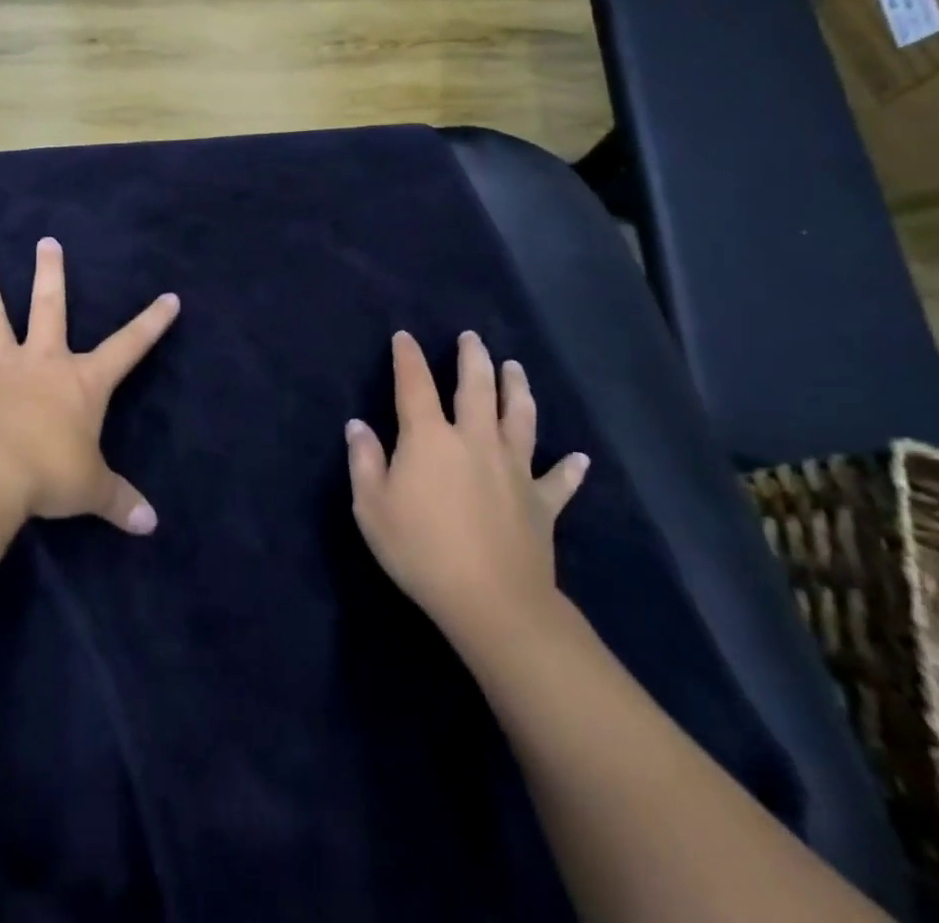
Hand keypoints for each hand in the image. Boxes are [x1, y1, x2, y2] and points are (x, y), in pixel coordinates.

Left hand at [0, 238, 178, 534]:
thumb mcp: (92, 490)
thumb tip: (151, 526)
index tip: (169, 297)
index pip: (128, 346)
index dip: (151, 323)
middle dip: (51, 274)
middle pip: (49, 308)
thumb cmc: (49, 473)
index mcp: (82, 382)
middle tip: (47, 242)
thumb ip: (121, 501)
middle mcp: (42, 363)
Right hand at [346, 331, 588, 650]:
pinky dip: (570, 468)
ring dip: (518, 389)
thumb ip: (364, 461)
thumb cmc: (420, 550)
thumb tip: (358, 425)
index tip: (405, 337)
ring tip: (516, 368)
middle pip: (476, 388)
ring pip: (520, 417)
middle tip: (473, 338)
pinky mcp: (541, 501)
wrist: (491, 600)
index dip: (408, 358)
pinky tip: (580, 458)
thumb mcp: (372, 508)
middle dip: (473, 358)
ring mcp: (514, 468)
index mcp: (430, 438)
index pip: (415, 385)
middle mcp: (474, 440)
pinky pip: (559, 480)